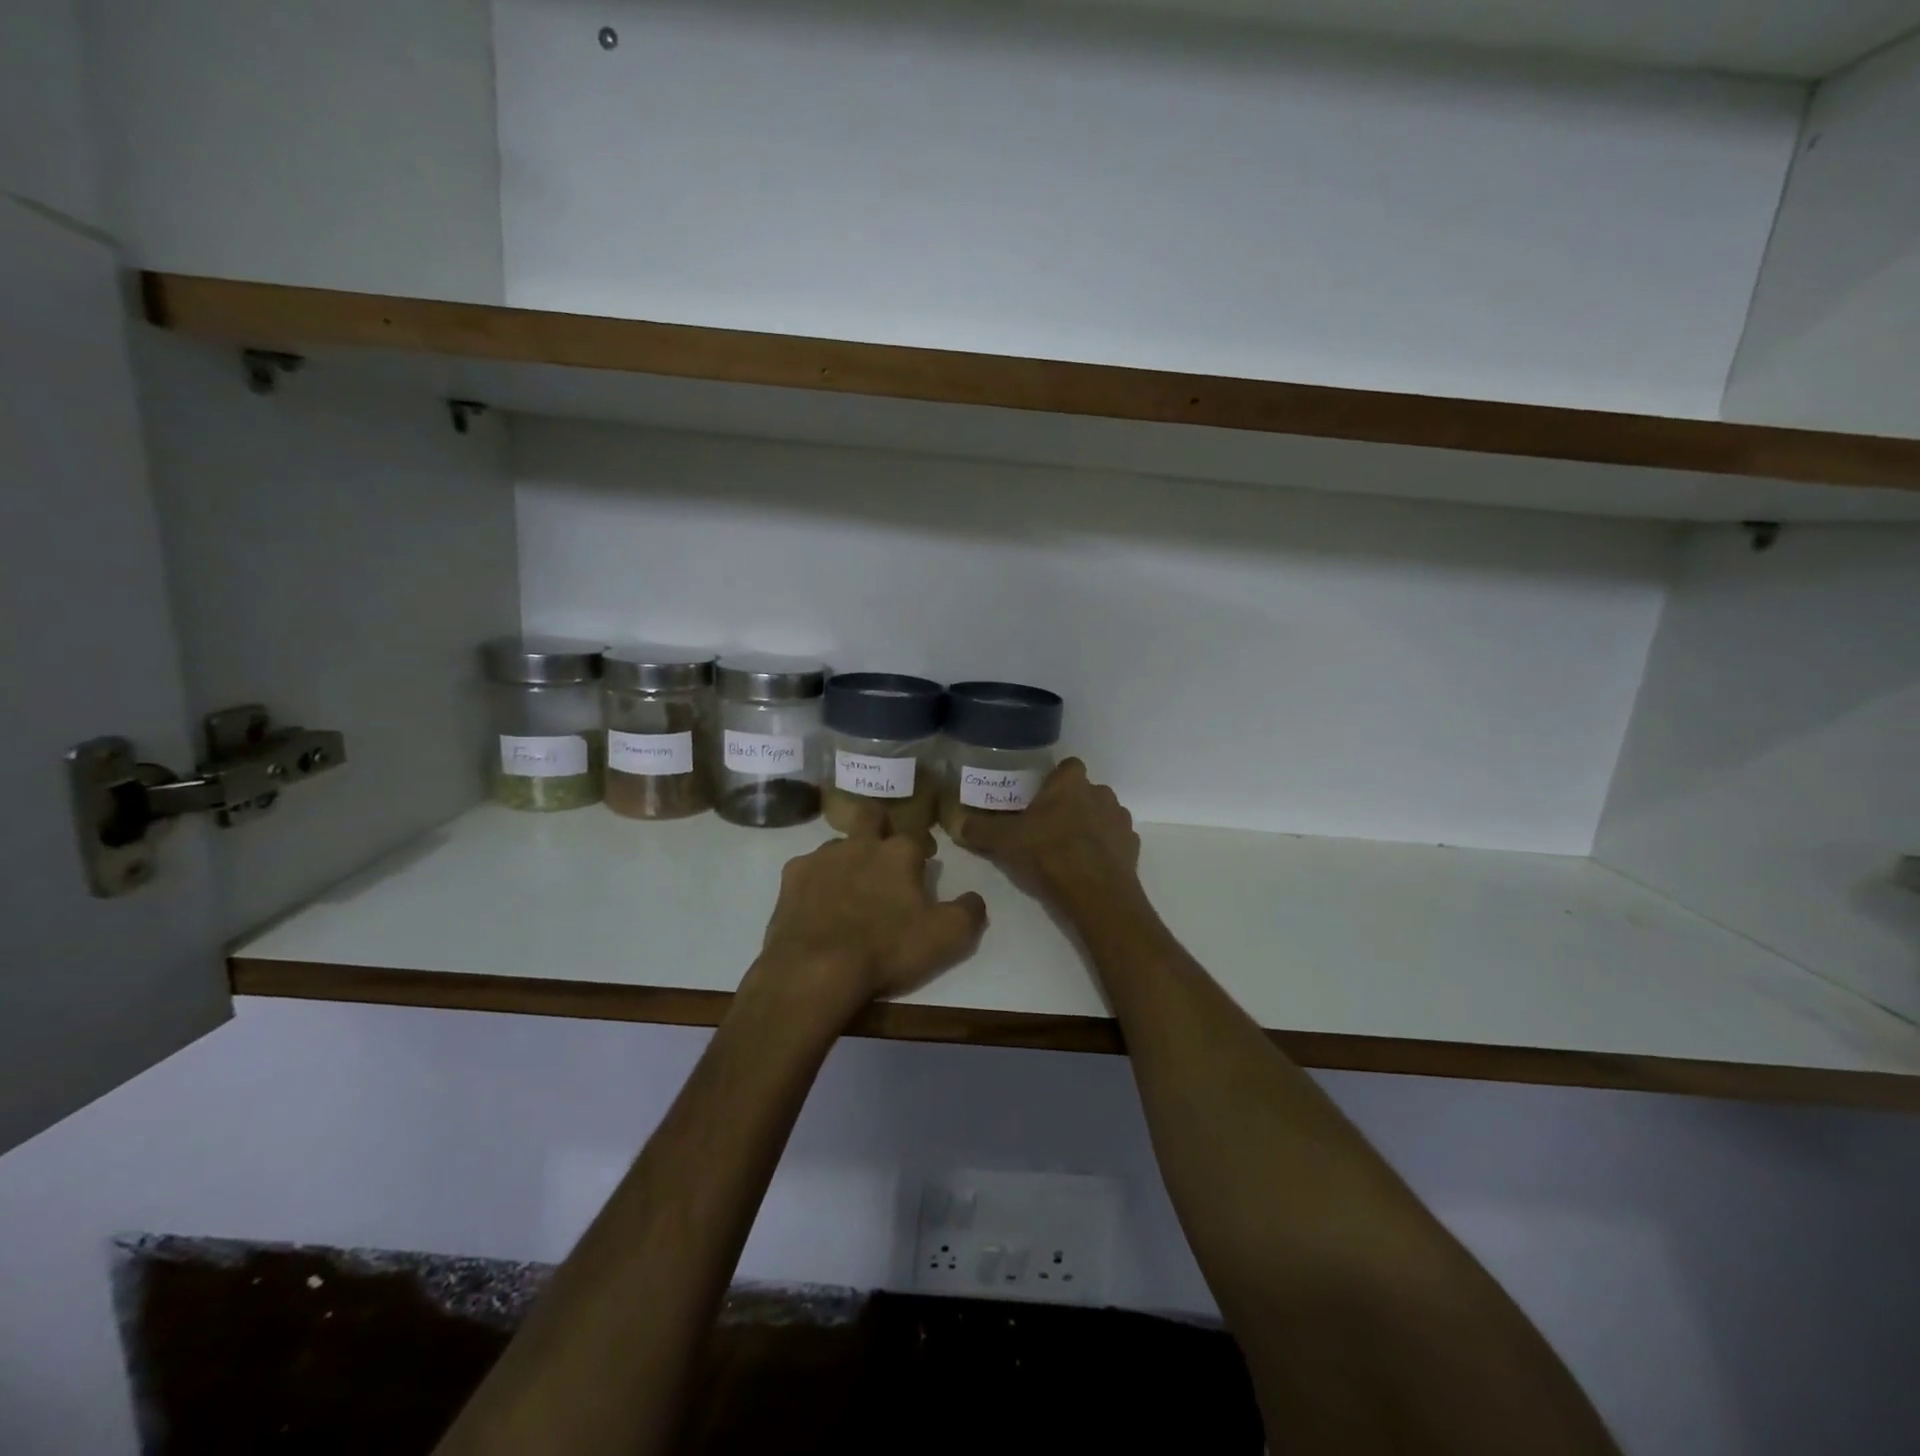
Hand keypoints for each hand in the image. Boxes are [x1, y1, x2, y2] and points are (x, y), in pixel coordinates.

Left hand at [750, 818, 987, 1023]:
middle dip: (881, 827)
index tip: (926, 861)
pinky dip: (817, 881)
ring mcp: (821, 857)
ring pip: (839, 844)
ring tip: (850, 887)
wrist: (815, 970)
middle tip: (885, 854)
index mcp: (899, 853)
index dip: (924, 847)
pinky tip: (818, 904)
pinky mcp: (791, 877)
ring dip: (848, 858)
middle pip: (872, 817)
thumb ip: (968, 912)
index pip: (918, 835)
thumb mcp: (946, 938)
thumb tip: (975, 898)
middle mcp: (860, 843)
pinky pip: (808, 869)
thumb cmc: (886, 950)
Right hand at [955, 759, 1141, 910]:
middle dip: (1069, 805)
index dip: (1053, 781)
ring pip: (1101, 815)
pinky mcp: (1132, 847)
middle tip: (1046, 827)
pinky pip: (1114, 841)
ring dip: (1088, 826)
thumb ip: (979, 829)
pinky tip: (1086, 867)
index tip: (1038, 799)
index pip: (1067, 766)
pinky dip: (1103, 849)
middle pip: (1083, 791)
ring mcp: (1120, 820)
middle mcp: (1100, 793)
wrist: (1096, 893)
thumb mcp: (1005, 841)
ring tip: (1066, 849)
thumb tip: (954, 822)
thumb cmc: (1049, 854)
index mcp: (1071, 783)